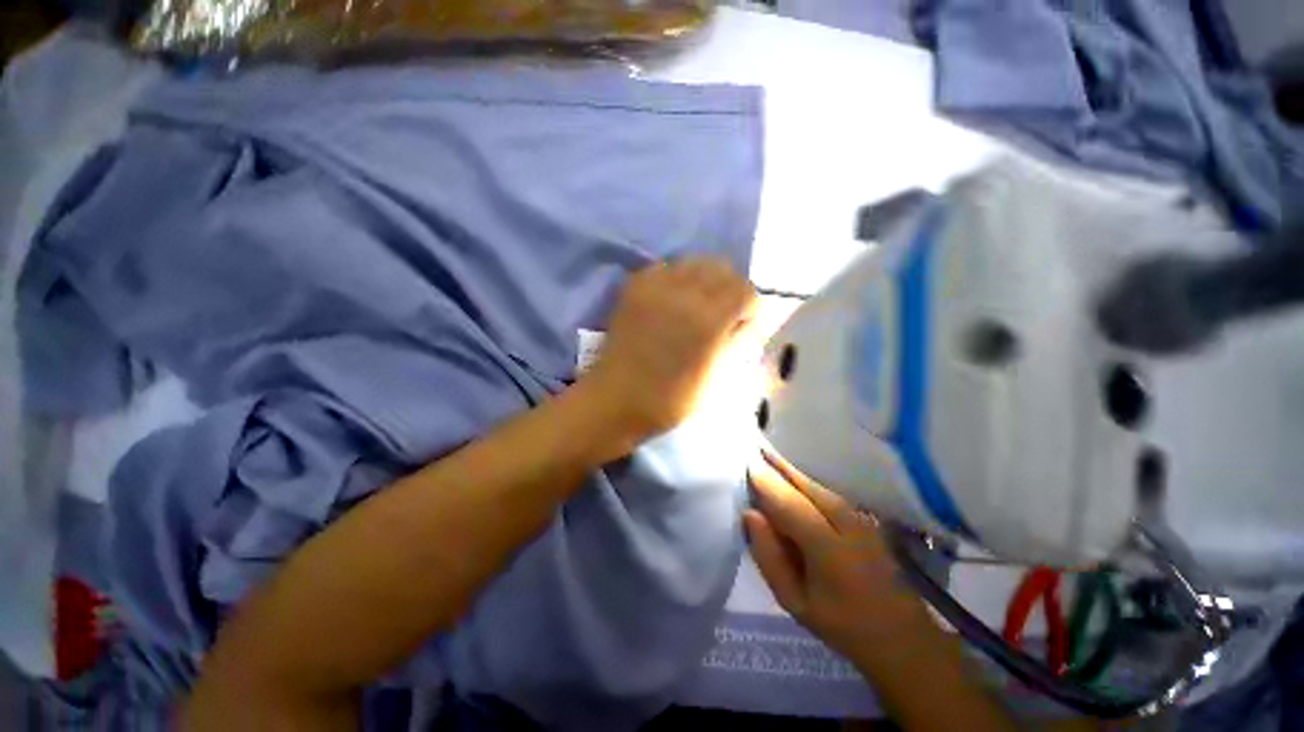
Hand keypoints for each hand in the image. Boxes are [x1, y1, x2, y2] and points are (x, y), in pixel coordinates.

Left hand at [584, 257, 756, 442]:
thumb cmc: (673, 398)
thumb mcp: (718, 379)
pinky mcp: (635, 288)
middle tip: (722, 311)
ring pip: (693, 262)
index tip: (741, 324)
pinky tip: (672, 300)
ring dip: (703, 280)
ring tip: (697, 303)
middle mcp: (685, 294)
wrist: (619, 398)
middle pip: (721, 268)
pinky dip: (676, 278)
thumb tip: (749, 321)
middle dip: (729, 288)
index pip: (745, 290)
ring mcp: (656, 287)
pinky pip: (665, 267)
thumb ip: (738, 343)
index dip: (748, 307)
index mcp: (709, 321)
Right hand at [745, 451, 931, 665]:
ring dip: (790, 468)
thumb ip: (769, 557)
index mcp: (829, 550)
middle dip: (777, 465)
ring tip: (766, 454)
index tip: (744, 464)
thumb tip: (750, 514)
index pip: (789, 504)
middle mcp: (848, 524)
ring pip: (817, 483)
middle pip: (805, 485)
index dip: (765, 481)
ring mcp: (861, 517)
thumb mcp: (794, 601)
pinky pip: (827, 489)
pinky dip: (805, 478)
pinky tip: (790, 473)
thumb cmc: (840, 623)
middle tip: (752, 448)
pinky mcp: (865, 516)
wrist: (900, 634)